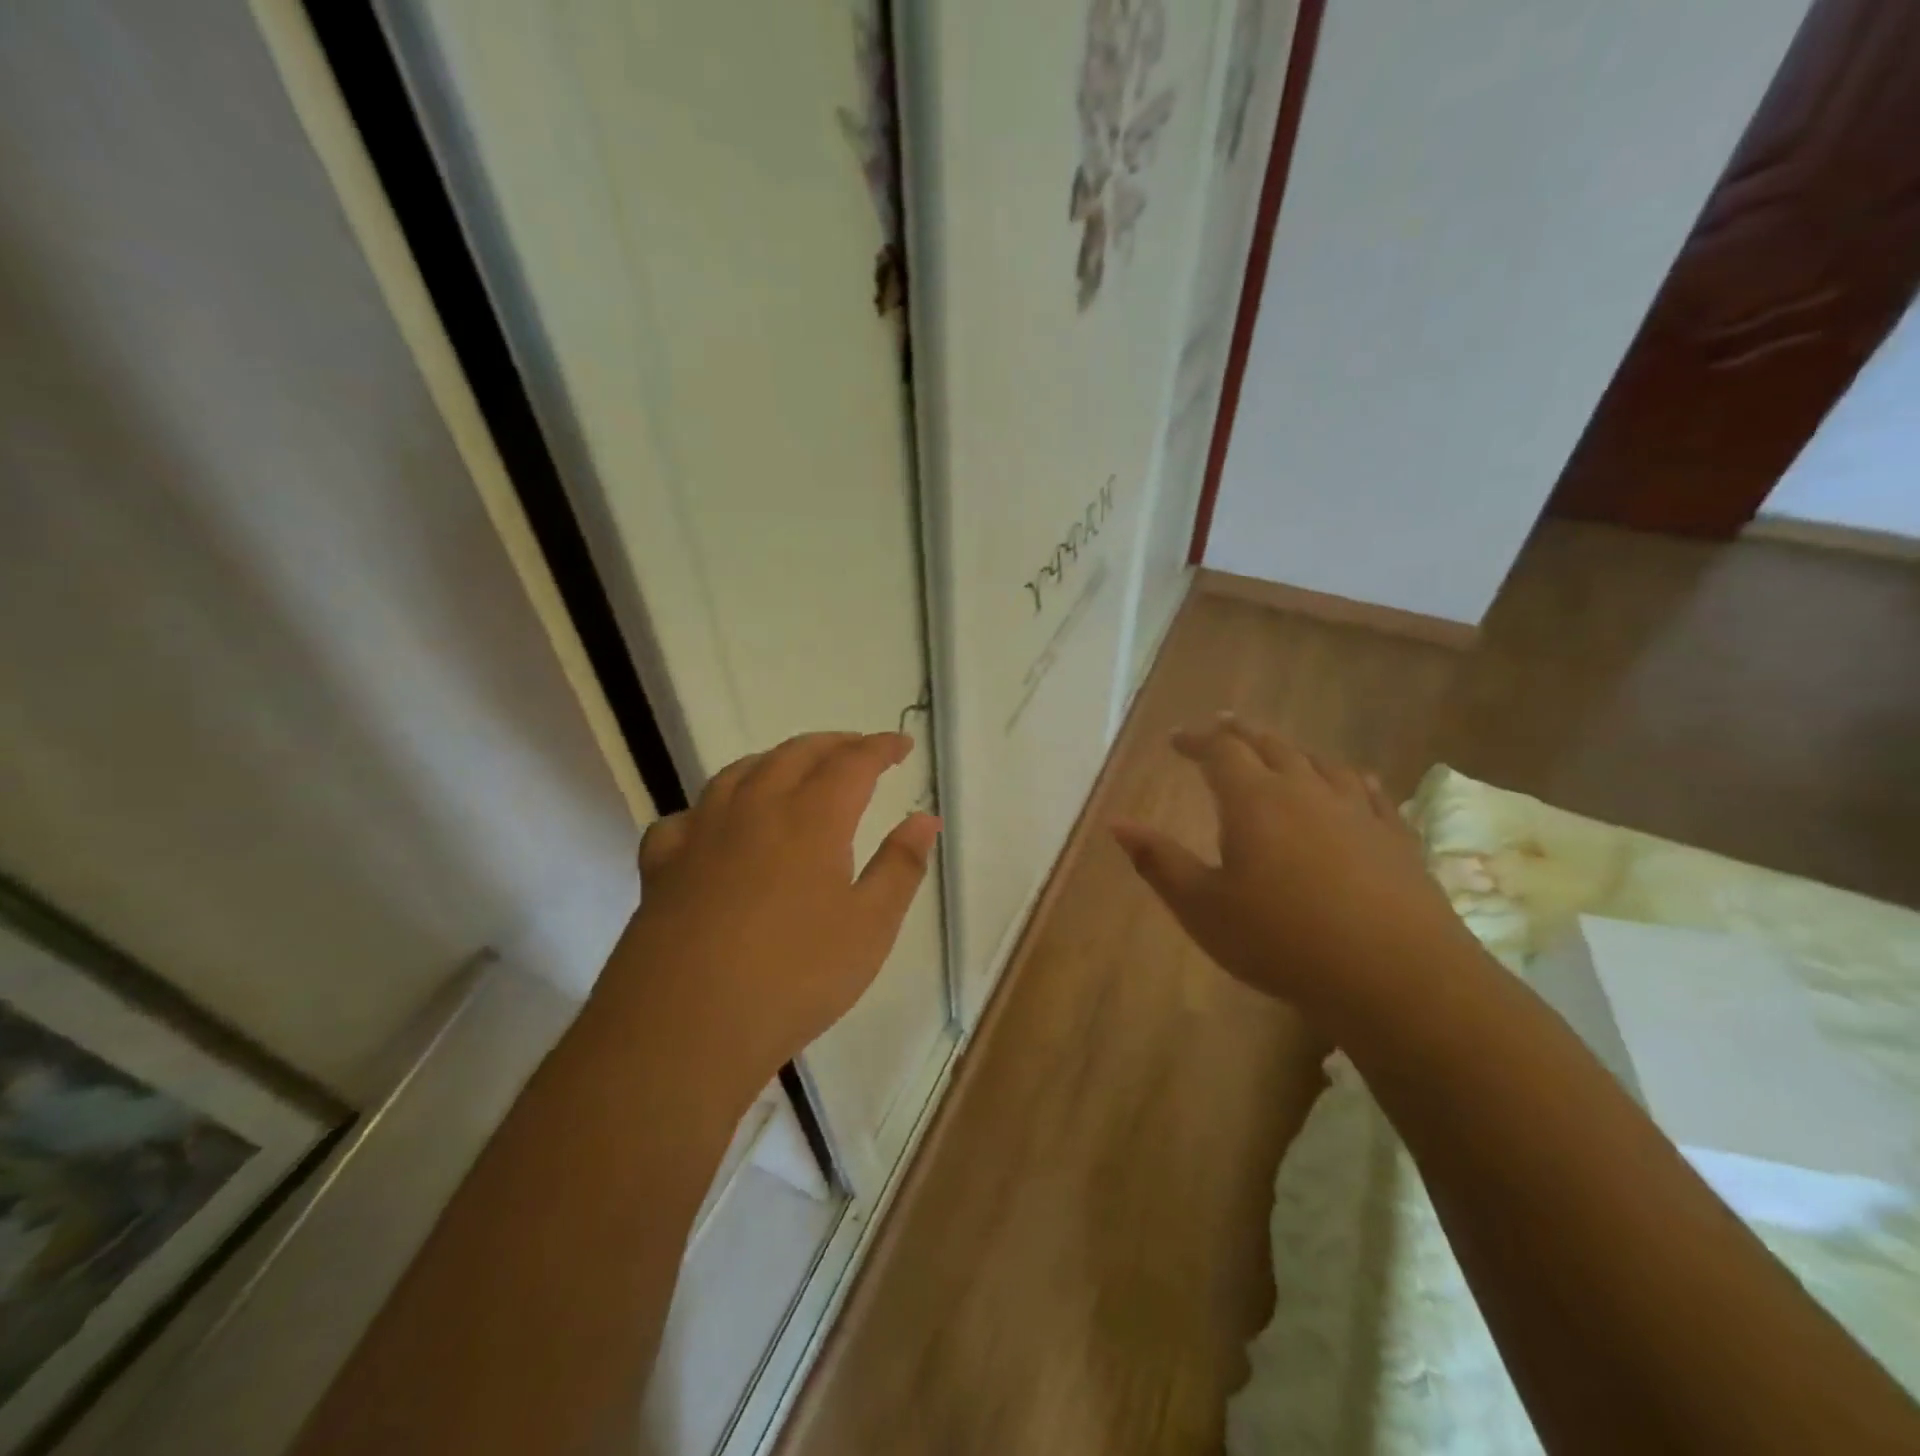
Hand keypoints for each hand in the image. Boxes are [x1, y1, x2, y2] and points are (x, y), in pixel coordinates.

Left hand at [611, 731, 939, 1086]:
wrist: (686, 1025)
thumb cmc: (794, 976)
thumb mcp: (870, 928)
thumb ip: (901, 867)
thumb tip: (924, 818)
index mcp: (812, 818)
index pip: (853, 762)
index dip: (881, 747)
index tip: (901, 744)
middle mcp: (755, 809)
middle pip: (795, 754)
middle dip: (832, 744)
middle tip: (857, 749)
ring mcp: (702, 833)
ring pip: (739, 773)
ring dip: (774, 761)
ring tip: (791, 770)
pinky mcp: (662, 865)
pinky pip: (686, 817)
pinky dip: (710, 808)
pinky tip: (714, 827)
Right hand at [1111, 716, 1471, 1023]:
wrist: (1395, 976)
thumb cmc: (1281, 940)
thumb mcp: (1202, 907)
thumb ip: (1158, 861)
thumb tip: (1117, 823)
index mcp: (1254, 800)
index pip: (1220, 750)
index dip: (1196, 740)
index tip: (1176, 739)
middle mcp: (1305, 790)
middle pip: (1270, 745)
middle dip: (1241, 733)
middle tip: (1222, 726)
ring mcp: (1356, 810)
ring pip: (1319, 761)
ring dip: (1291, 749)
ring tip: (1278, 749)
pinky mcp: (1394, 837)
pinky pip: (1369, 791)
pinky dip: (1349, 777)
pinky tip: (1353, 780)